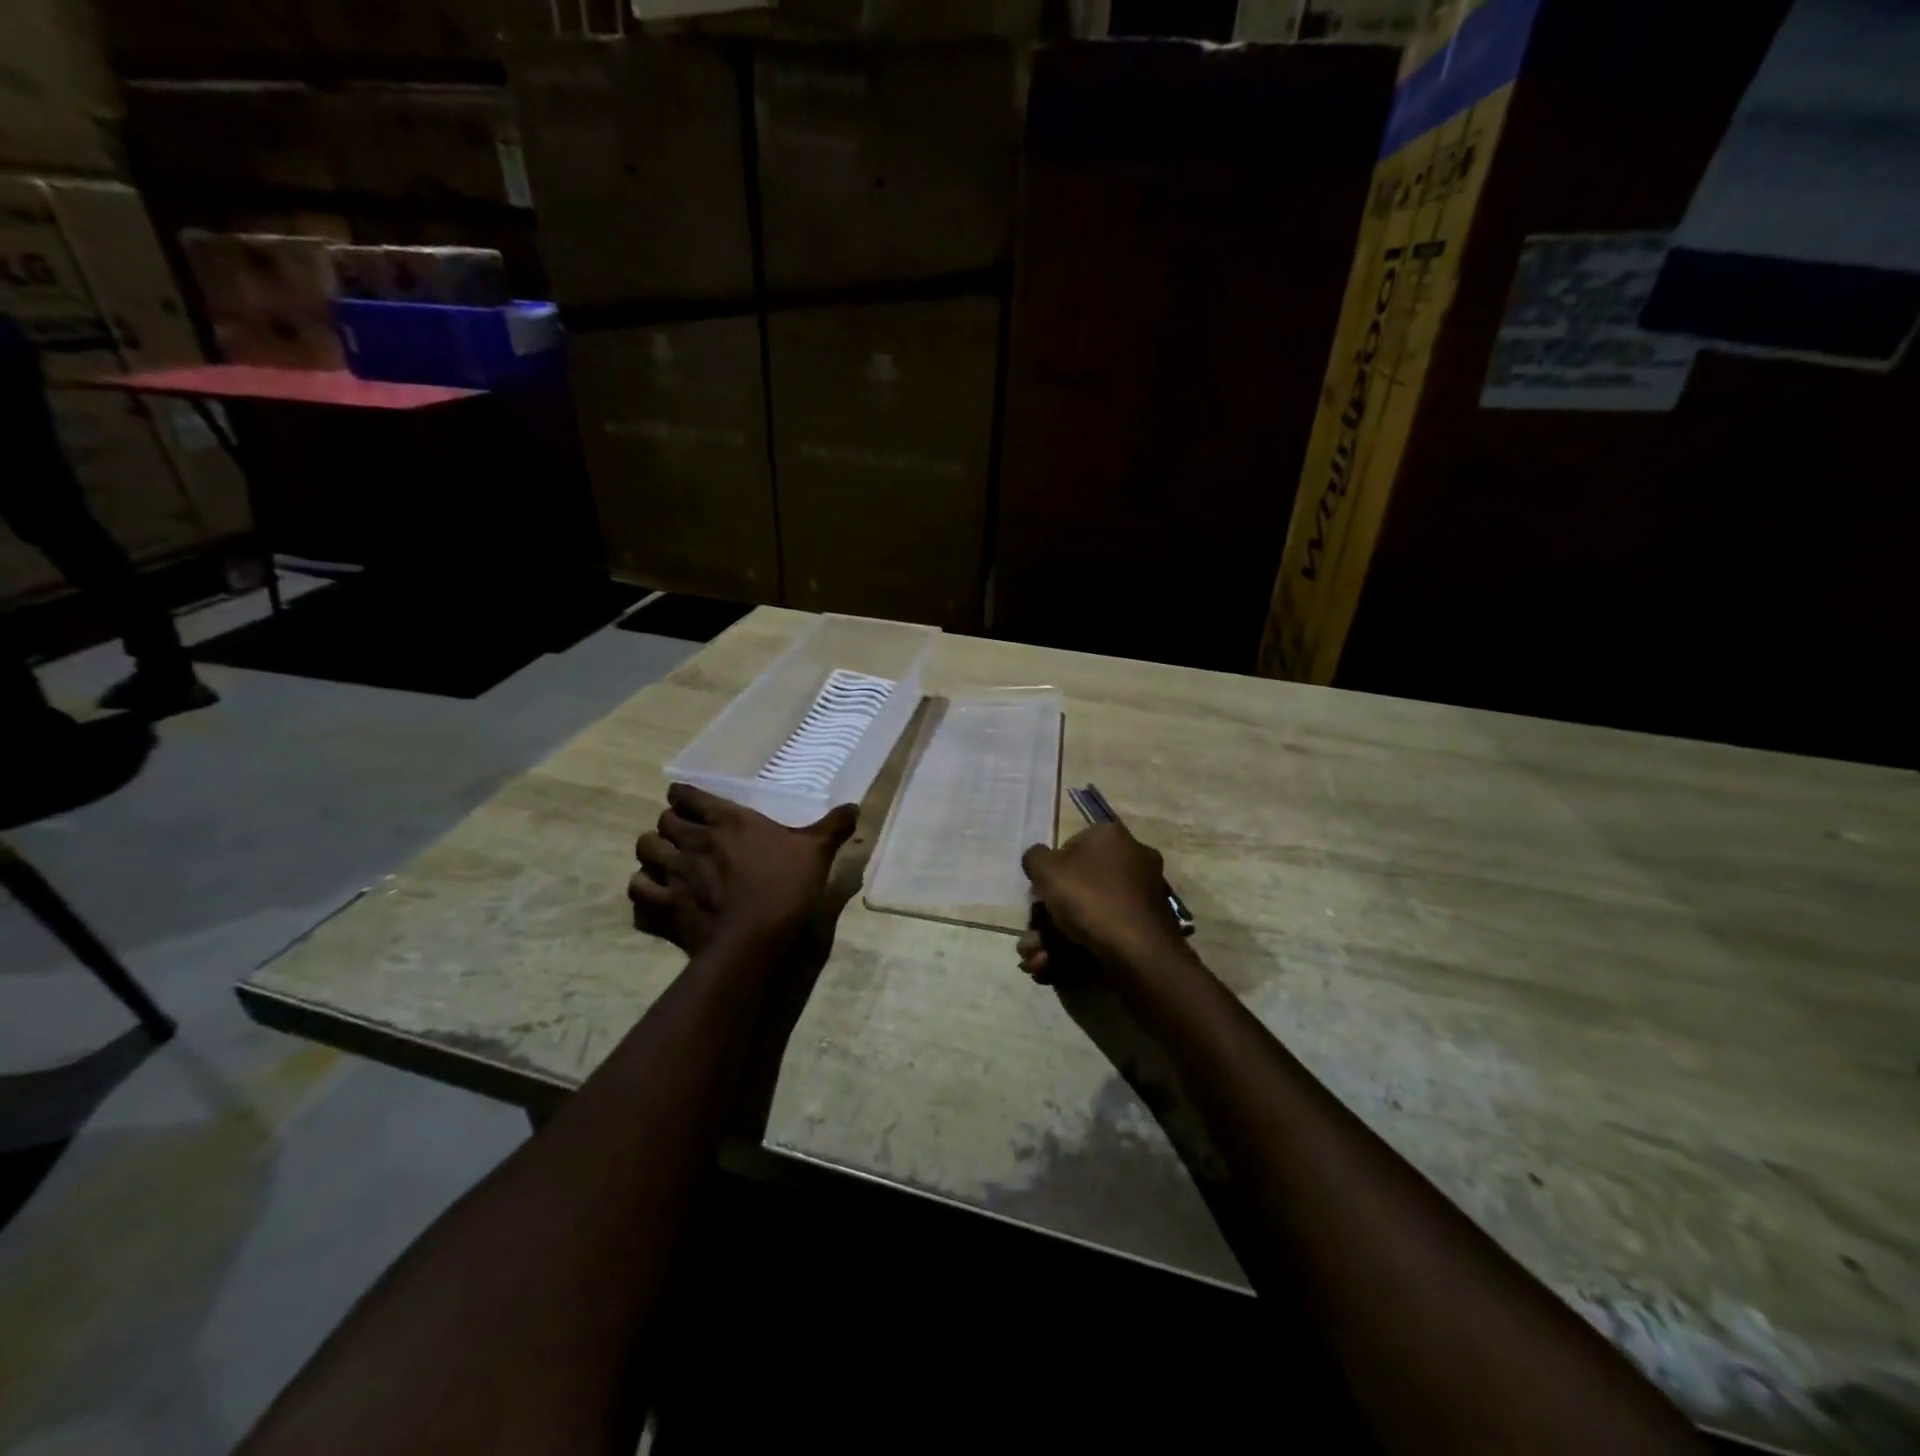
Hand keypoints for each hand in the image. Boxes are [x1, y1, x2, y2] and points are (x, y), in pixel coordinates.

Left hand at [629, 784, 858, 954]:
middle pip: (663, 821)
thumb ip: (833, 826)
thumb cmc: (788, 885)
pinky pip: (638, 890)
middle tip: (685, 837)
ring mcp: (673, 872)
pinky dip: (644, 890)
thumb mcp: (817, 851)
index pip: (687, 795)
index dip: (685, 798)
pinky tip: (656, 895)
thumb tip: (856, 807)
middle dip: (670, 826)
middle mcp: (694, 839)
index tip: (690, 804)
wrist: (758, 938)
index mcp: (726, 819)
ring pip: (644, 850)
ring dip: (653, 854)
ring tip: (666, 863)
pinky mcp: (663, 906)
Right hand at [1018, 822, 1186, 981]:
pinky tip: (1052, 969)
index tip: (1037, 898)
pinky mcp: (1145, 929)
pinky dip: (1076, 950)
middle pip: (1077, 886)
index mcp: (1111, 837)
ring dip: (1053, 939)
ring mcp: (1141, 897)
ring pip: (1086, 915)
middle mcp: (1132, 860)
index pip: (1069, 847)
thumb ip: (1035, 858)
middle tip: (1030, 940)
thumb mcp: (1047, 871)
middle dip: (1046, 918)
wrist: (1140, 954)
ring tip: (1036, 961)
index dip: (1048, 875)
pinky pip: (1104, 933)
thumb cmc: (1091, 900)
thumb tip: (1039, 859)